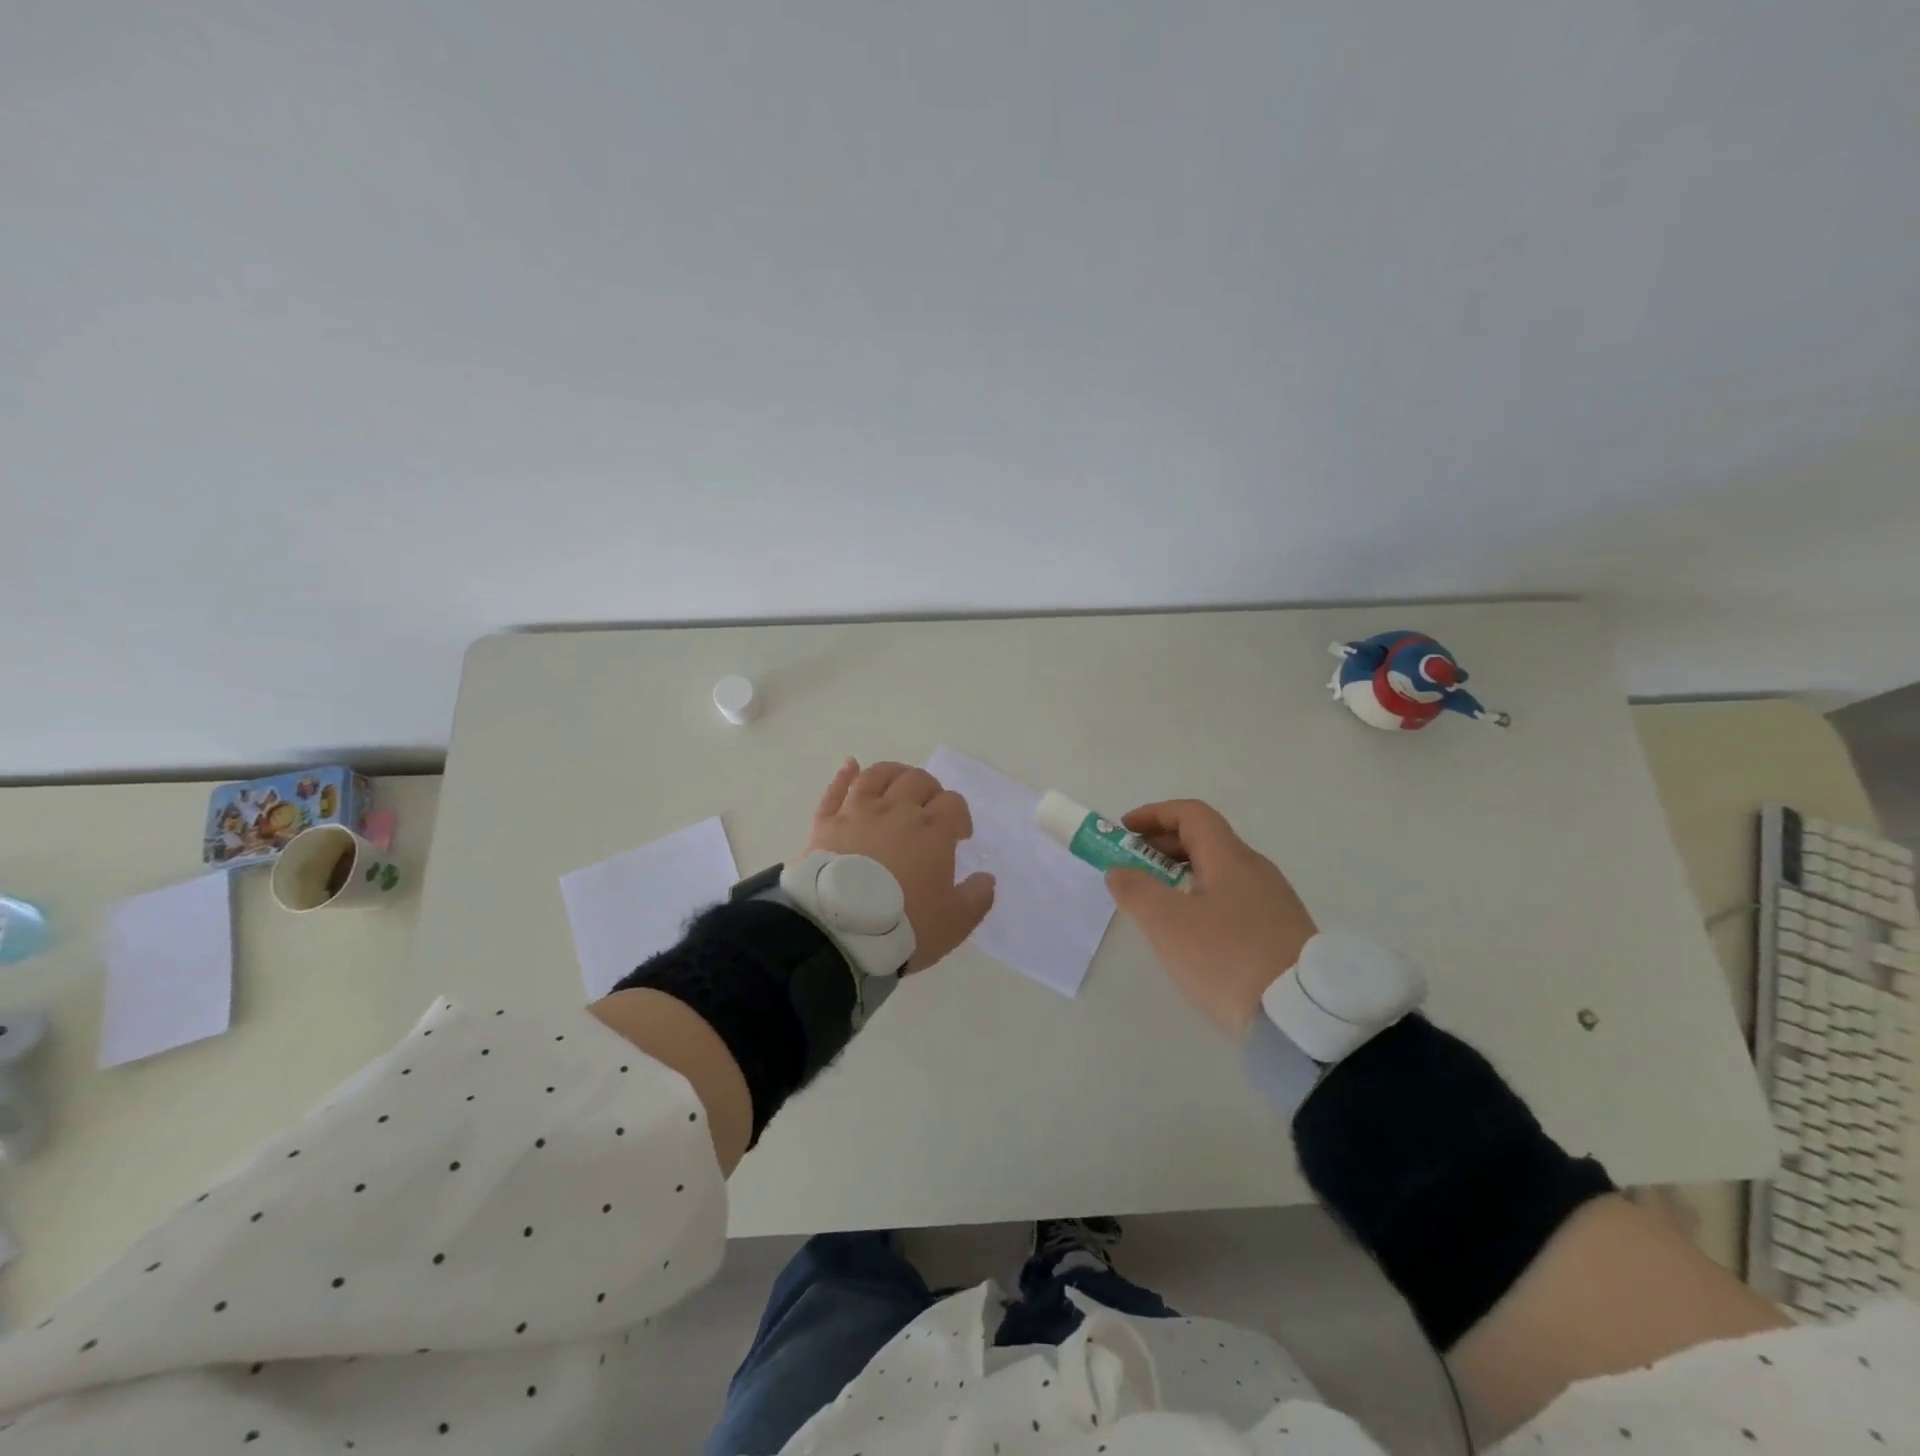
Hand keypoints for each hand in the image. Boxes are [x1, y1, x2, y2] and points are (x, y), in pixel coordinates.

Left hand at [805, 759, 995, 972]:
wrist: (840, 931)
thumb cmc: (903, 925)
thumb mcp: (954, 922)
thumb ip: (977, 897)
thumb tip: (986, 879)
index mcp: (933, 830)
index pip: (953, 804)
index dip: (960, 816)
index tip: (959, 836)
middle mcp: (897, 810)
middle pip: (918, 781)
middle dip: (930, 790)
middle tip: (930, 810)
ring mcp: (858, 812)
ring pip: (878, 776)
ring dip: (894, 773)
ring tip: (899, 782)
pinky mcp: (827, 823)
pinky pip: (836, 790)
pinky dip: (845, 774)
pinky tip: (850, 765)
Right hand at [1104, 799, 1316, 1035]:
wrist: (1302, 1017)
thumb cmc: (1228, 958)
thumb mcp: (1169, 924)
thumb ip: (1137, 891)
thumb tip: (1118, 870)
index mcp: (1231, 858)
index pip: (1191, 814)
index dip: (1154, 814)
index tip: (1124, 831)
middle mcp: (1256, 870)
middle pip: (1205, 839)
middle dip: (1163, 845)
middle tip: (1132, 866)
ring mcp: (1273, 901)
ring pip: (1219, 870)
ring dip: (1181, 873)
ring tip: (1156, 900)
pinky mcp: (1281, 931)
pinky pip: (1232, 897)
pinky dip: (1202, 897)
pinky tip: (1192, 930)